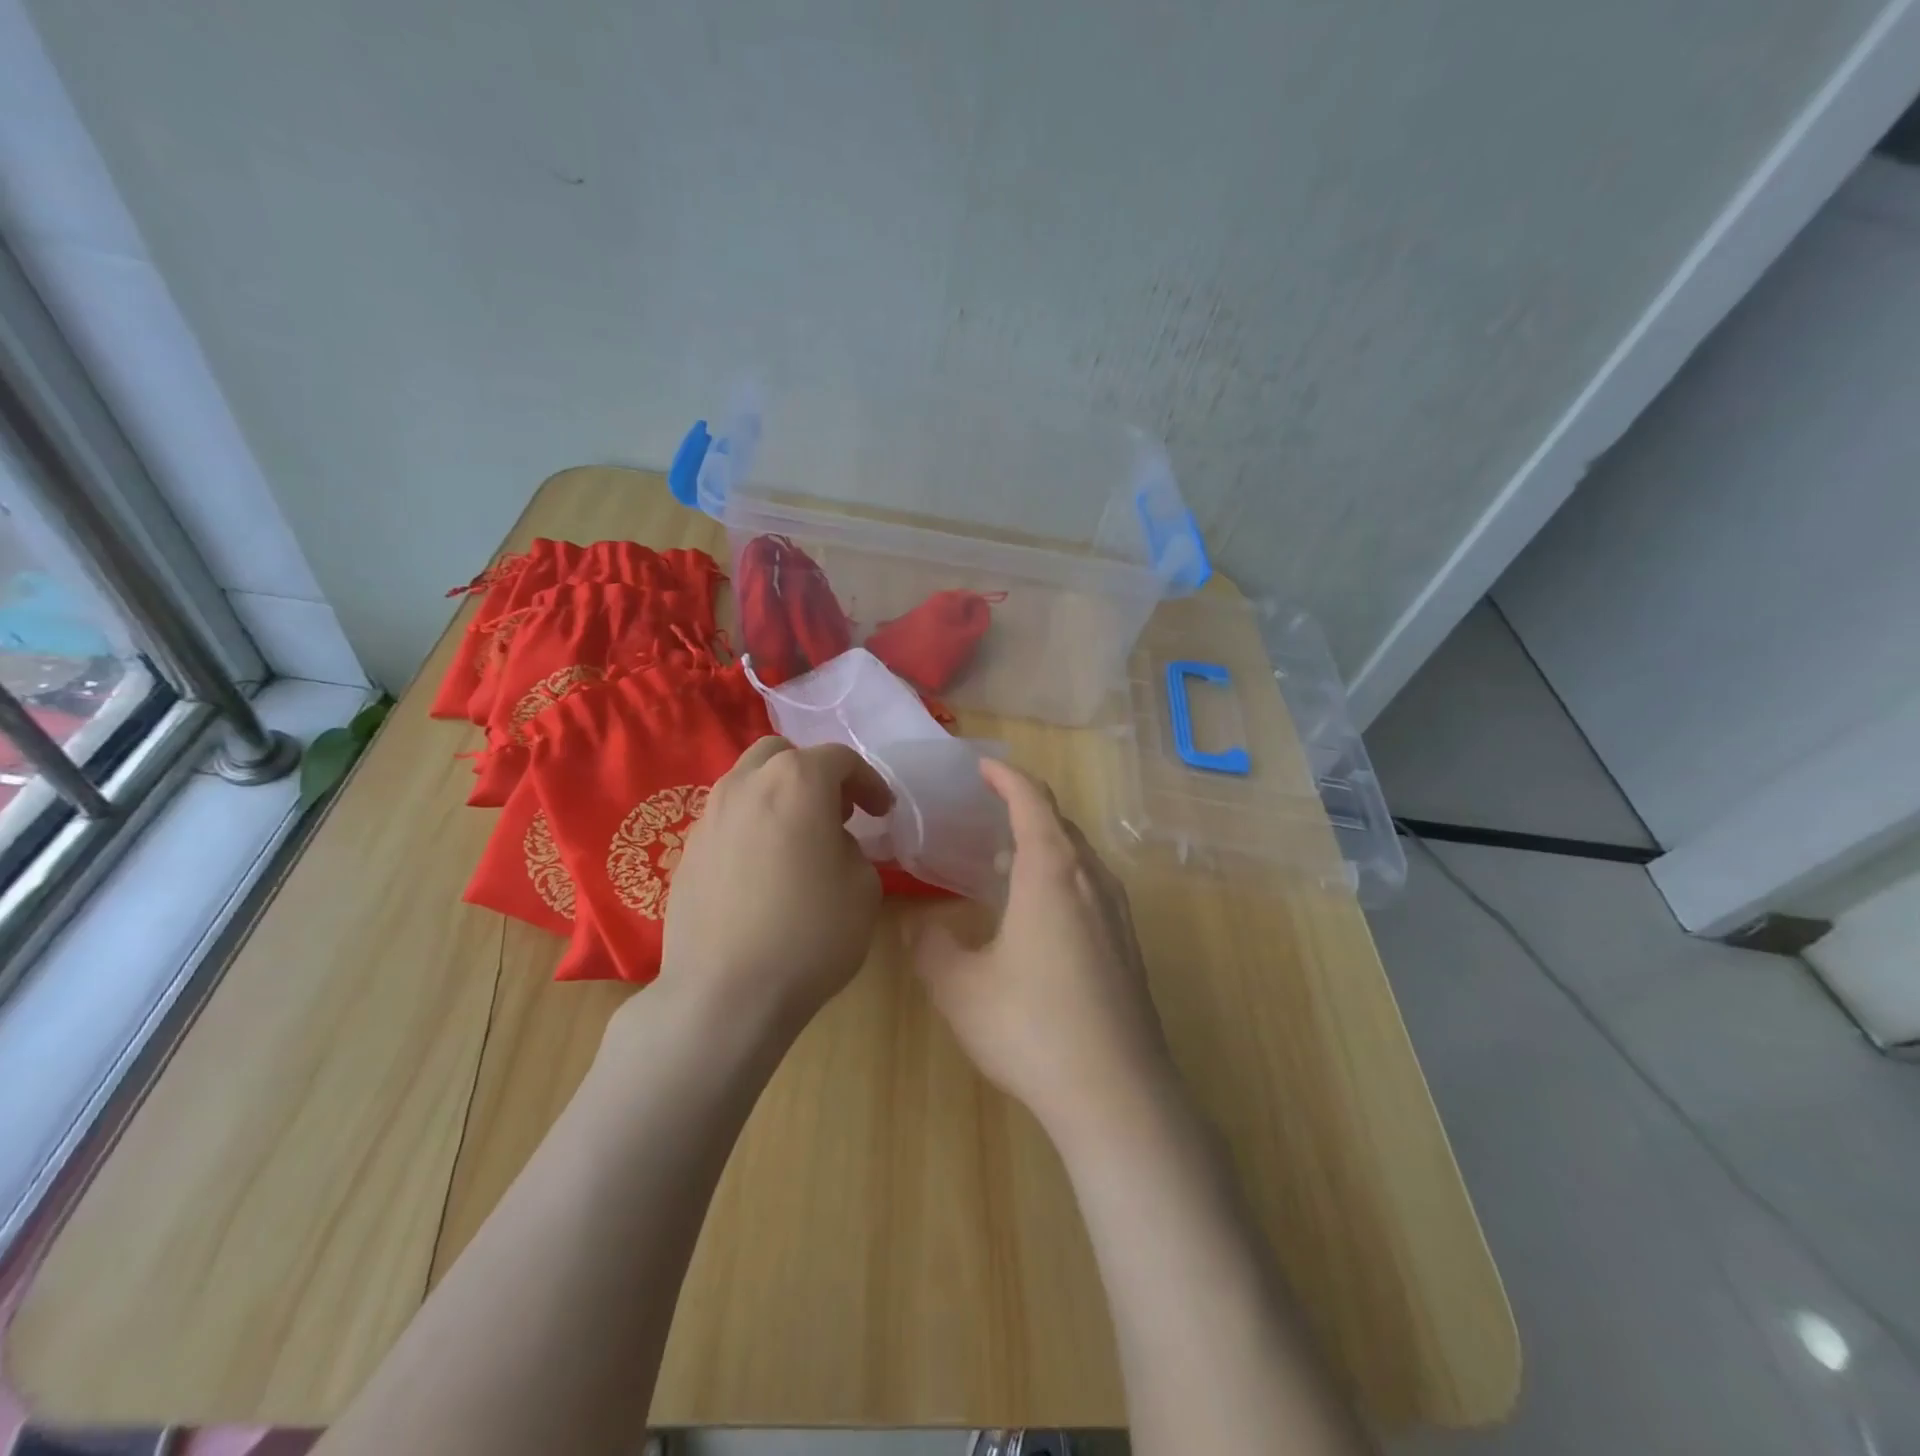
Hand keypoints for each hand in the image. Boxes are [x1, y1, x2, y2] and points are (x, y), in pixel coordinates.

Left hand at [658, 736, 893, 1028]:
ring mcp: (709, 816)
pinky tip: (765, 867)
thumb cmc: (809, 935)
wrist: (724, 994)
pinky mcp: (688, 850)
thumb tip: (830, 844)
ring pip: (748, 781)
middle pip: (782, 755)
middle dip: (815, 773)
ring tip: (800, 838)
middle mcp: (746, 785)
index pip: (839, 759)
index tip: (882, 813)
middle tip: (837, 813)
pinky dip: (753, 824)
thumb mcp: (863, 888)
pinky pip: (728, 818)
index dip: (869, 782)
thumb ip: (852, 849)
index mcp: (796, 782)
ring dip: (780, 795)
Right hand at [912, 760, 1175, 1145]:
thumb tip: (922, 926)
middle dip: (1025, 808)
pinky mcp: (1128, 947)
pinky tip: (1040, 915)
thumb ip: (932, 947)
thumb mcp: (959, 987)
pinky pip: (1092, 888)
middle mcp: (1091, 880)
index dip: (1006, 777)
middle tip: (988, 813)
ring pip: (1080, 857)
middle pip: (1060, 824)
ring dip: (1045, 845)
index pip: (1031, 801)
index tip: (982, 767)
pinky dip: (1062, 878)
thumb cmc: (1031, 1027)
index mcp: (1051, 872)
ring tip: (1007, 860)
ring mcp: (1118, 914)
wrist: (1116, 1093)